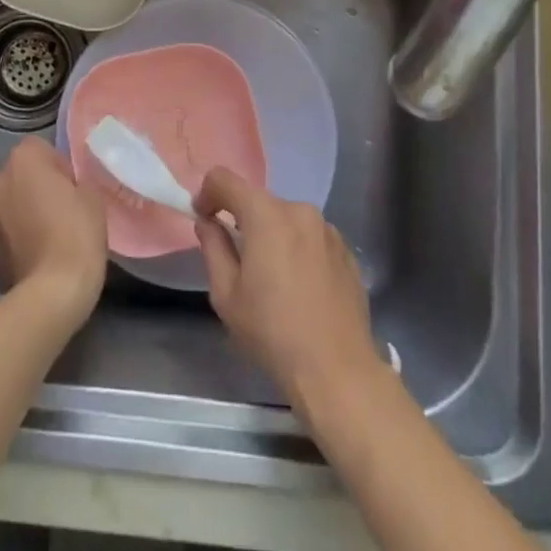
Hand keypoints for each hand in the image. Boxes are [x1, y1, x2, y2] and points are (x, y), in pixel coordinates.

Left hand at [0, 139, 107, 328]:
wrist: (49, 294)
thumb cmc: (76, 234)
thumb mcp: (92, 196)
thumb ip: (75, 180)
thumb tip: (65, 185)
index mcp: (23, 159)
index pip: (41, 149)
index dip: (59, 167)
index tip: (73, 190)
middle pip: (20, 174)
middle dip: (36, 187)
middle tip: (61, 210)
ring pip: (8, 202)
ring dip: (22, 210)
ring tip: (47, 235)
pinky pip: (2, 229)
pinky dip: (14, 235)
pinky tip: (35, 253)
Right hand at [193, 169, 380, 415]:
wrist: (337, 370)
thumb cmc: (272, 332)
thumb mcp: (227, 295)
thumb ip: (213, 248)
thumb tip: (208, 222)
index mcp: (266, 215)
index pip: (225, 180)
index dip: (208, 193)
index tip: (203, 218)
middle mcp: (299, 210)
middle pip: (259, 202)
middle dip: (243, 221)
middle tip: (237, 259)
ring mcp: (328, 229)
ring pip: (287, 219)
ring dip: (272, 235)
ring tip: (272, 278)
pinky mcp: (346, 250)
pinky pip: (311, 237)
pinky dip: (298, 249)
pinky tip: (300, 287)